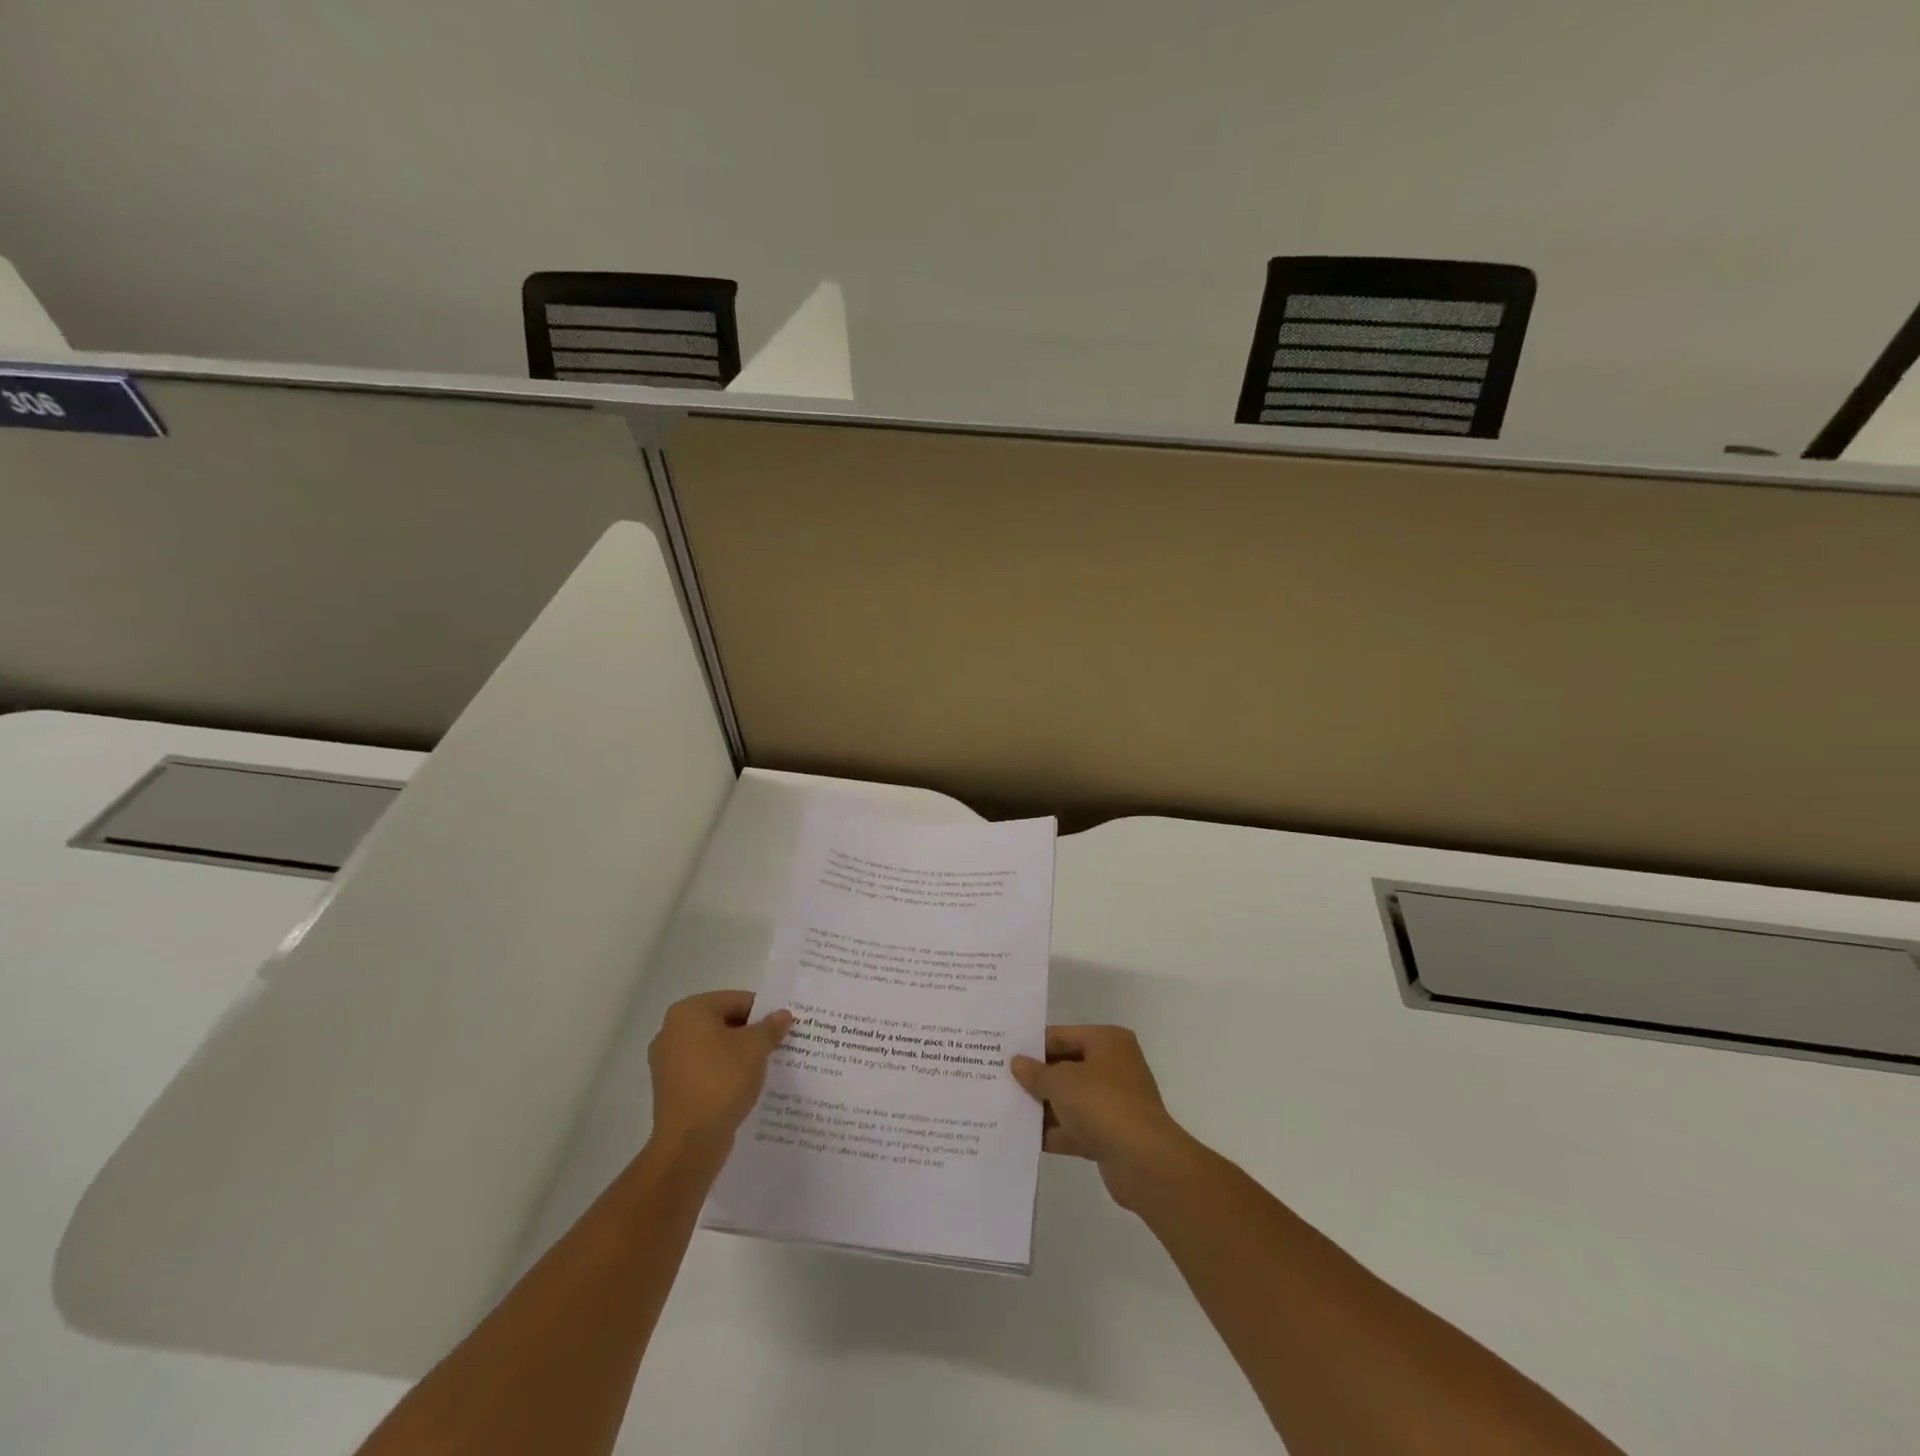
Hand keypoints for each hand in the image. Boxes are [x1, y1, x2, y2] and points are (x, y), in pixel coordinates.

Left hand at [648, 990, 791, 1153]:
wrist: (689, 1143)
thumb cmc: (721, 1080)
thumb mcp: (756, 1047)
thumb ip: (771, 1026)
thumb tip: (783, 1015)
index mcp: (689, 1011)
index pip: (736, 1000)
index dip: (764, 1012)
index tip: (784, 1027)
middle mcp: (671, 1030)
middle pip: (723, 1022)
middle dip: (751, 1033)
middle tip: (777, 1046)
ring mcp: (667, 1061)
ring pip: (714, 1048)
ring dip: (738, 1055)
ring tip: (764, 1067)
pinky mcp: (671, 1088)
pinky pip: (704, 1070)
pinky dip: (723, 1074)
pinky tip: (743, 1086)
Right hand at [1010, 1024, 1194, 1210]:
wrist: (1144, 1161)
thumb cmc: (1102, 1104)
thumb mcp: (1061, 1082)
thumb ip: (1037, 1073)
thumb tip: (1018, 1063)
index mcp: (1107, 1041)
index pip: (1062, 1035)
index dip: (1033, 1045)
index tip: (1004, 1053)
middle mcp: (1113, 1066)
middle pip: (1066, 1066)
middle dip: (1037, 1077)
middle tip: (1000, 1080)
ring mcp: (1114, 1101)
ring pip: (1071, 1099)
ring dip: (1044, 1106)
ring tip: (1006, 1108)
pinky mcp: (1111, 1134)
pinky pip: (1076, 1127)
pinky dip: (1056, 1132)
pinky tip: (1025, 1137)